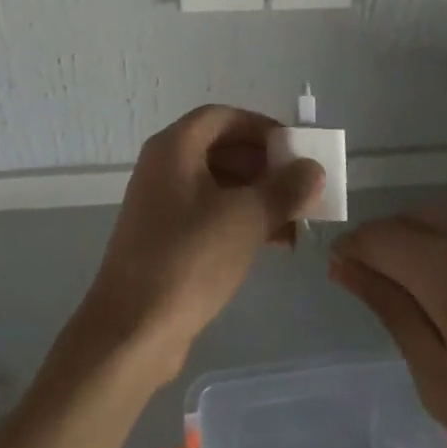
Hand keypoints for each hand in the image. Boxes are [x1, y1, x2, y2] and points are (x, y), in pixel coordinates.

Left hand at [79, 105, 323, 383]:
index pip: (223, 117)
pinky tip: (275, 242)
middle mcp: (164, 167)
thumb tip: (313, 169)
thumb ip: (284, 188)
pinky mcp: (166, 238)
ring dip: (259, 197)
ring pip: (219, 185)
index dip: (261, 127)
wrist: (133, 329)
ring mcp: (162, 204)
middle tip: (303, 187)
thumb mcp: (246, 218)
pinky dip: (242, 220)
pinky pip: (210, 214)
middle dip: (266, 167)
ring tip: (298, 221)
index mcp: (174, 148)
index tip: (295, 149)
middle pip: (222, 150)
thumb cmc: (190, 258)